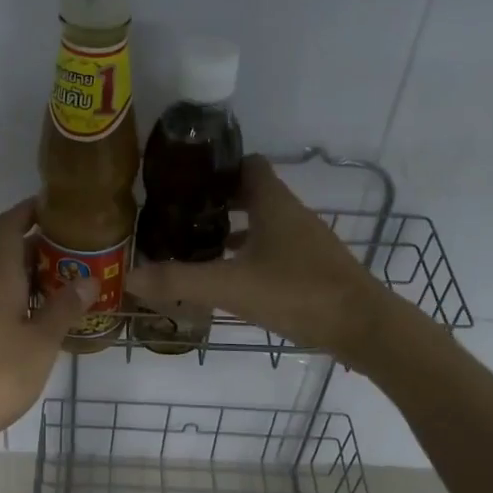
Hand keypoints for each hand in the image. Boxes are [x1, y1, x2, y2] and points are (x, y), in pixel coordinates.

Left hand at [0, 198, 92, 451]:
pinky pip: (0, 306)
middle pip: (9, 256)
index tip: (53, 205)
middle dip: (42, 249)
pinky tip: (47, 322)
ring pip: (6, 284)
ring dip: (35, 280)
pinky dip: (24, 303)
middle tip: (80, 254)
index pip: (7, 229)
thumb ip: (65, 308)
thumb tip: (88, 279)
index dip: (27, 211)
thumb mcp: (42, 341)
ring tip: (72, 288)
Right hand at [129, 156, 388, 362]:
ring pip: (263, 225)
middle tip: (180, 216)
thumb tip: (130, 276)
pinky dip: (251, 257)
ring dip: (234, 231)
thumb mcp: (231, 287)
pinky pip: (274, 251)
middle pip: (253, 195)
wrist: (362, 328)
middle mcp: (292, 216)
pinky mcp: (312, 269)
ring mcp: (306, 243)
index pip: (246, 165)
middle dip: (218, 202)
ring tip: (196, 246)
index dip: (217, 168)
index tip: (184, 180)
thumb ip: (180, 281)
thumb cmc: (297, 293)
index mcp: (274, 204)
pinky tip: (231, 279)